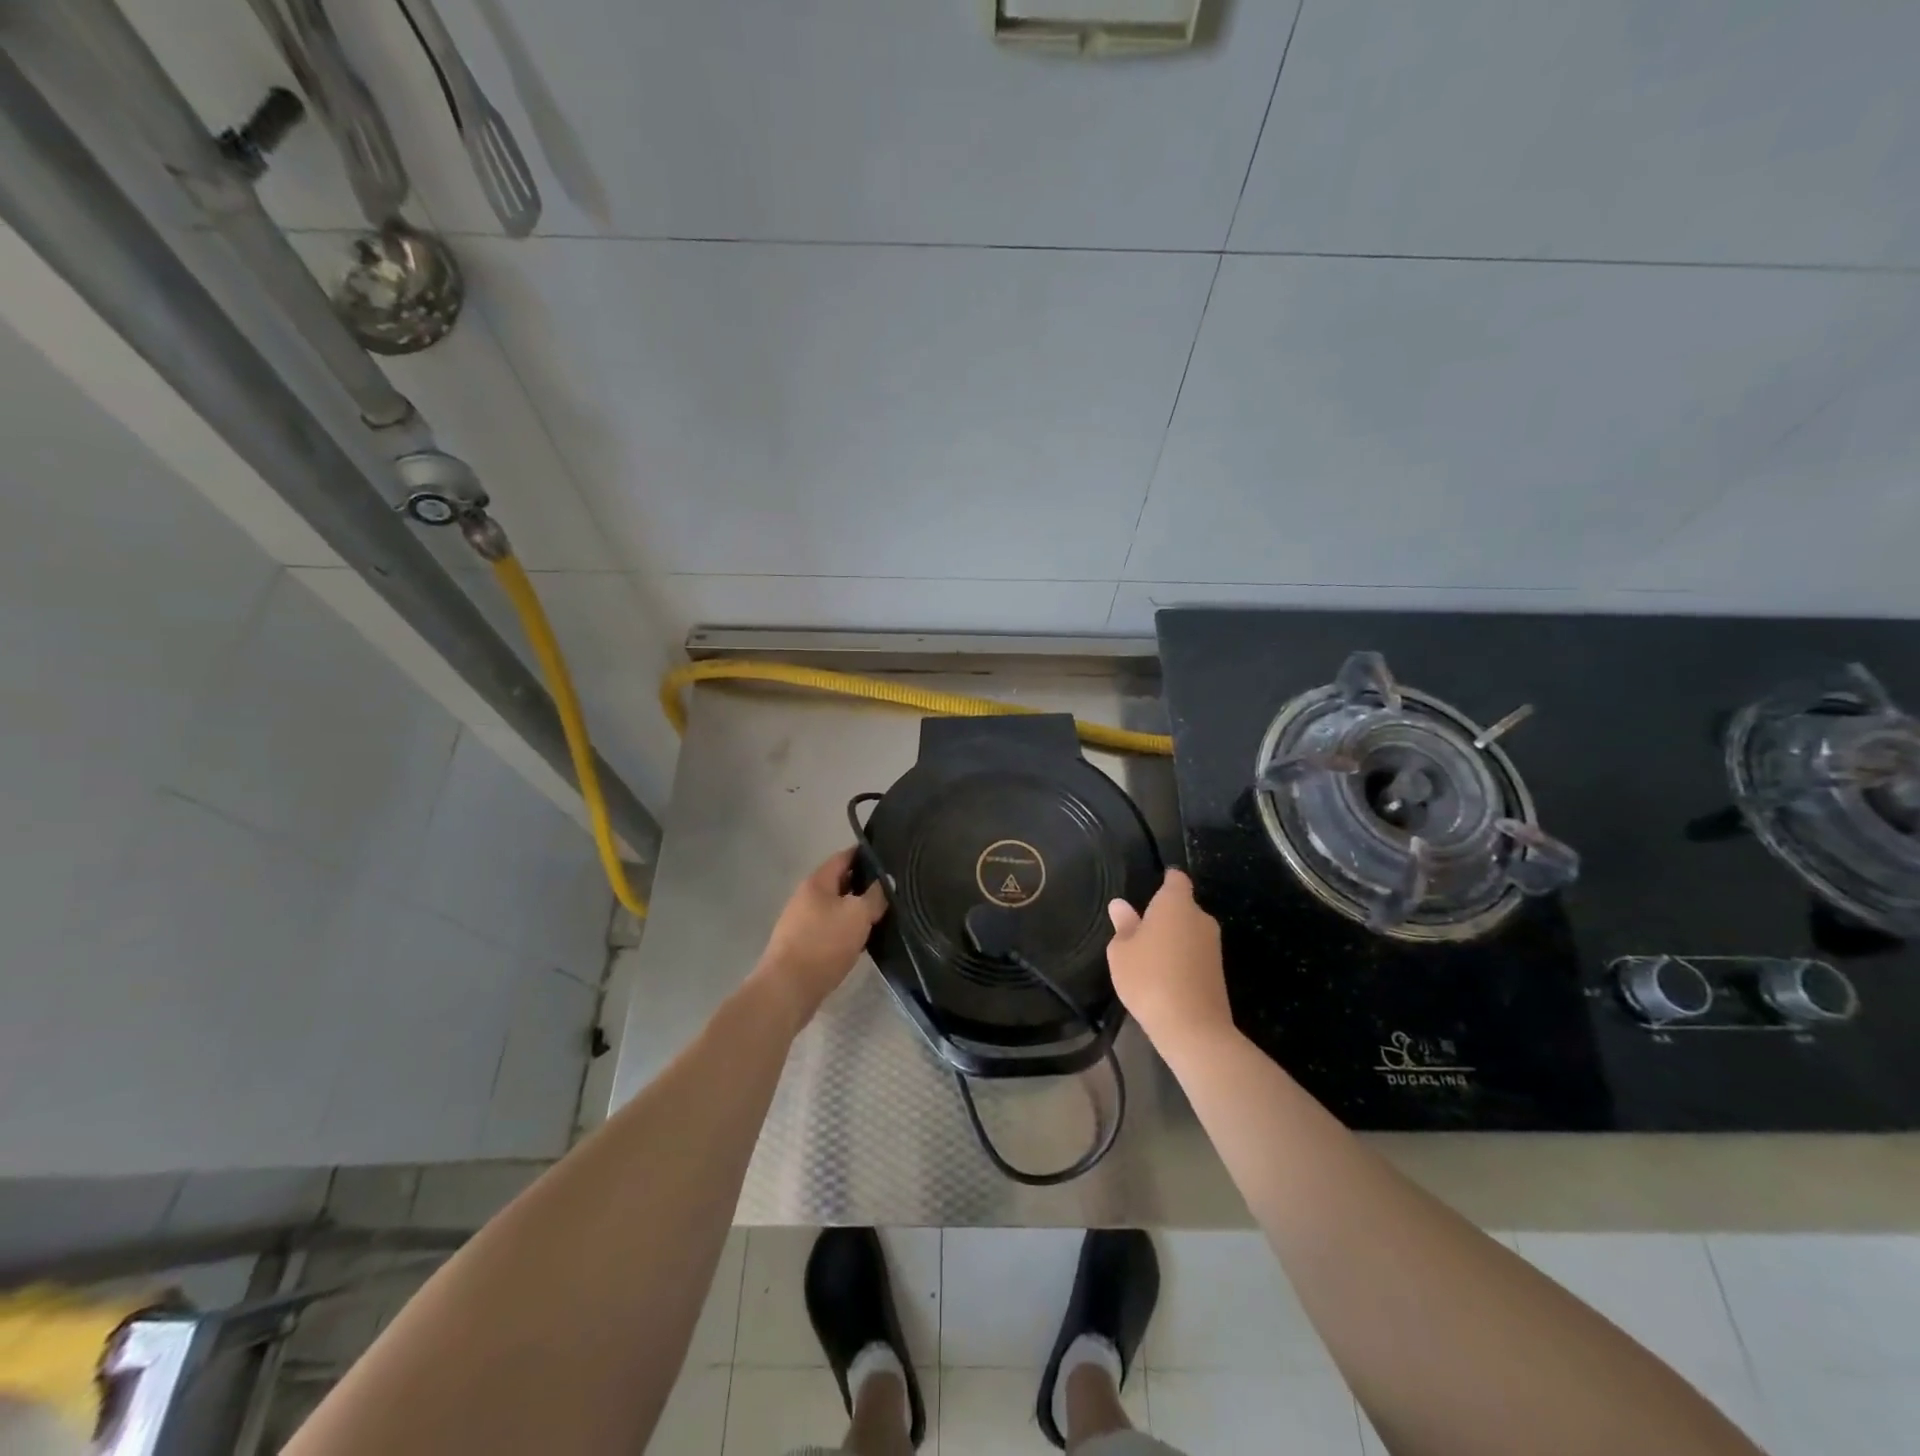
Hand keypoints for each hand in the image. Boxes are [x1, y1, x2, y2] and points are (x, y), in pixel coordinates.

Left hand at [753, 848, 887, 1026]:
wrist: (788, 988)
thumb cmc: (824, 943)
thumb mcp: (858, 915)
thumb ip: (875, 896)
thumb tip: (886, 882)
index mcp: (817, 882)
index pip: (844, 857)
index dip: (865, 855)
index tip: (887, 859)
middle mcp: (806, 897)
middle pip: (839, 883)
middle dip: (863, 885)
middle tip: (890, 891)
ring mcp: (801, 922)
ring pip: (835, 908)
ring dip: (855, 910)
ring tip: (881, 915)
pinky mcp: (802, 945)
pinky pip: (829, 928)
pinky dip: (845, 930)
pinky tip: (861, 939)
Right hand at [1106, 869, 1232, 1053]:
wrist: (1192, 1026)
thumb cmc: (1148, 977)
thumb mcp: (1121, 951)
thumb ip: (1123, 925)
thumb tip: (1120, 905)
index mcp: (1176, 903)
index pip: (1176, 879)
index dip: (1165, 879)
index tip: (1151, 888)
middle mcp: (1200, 917)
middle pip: (1182, 907)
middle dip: (1165, 915)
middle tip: (1140, 931)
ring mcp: (1213, 945)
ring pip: (1189, 932)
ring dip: (1173, 939)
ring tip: (1149, 958)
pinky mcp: (1219, 970)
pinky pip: (1195, 954)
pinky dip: (1182, 959)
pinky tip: (1164, 977)